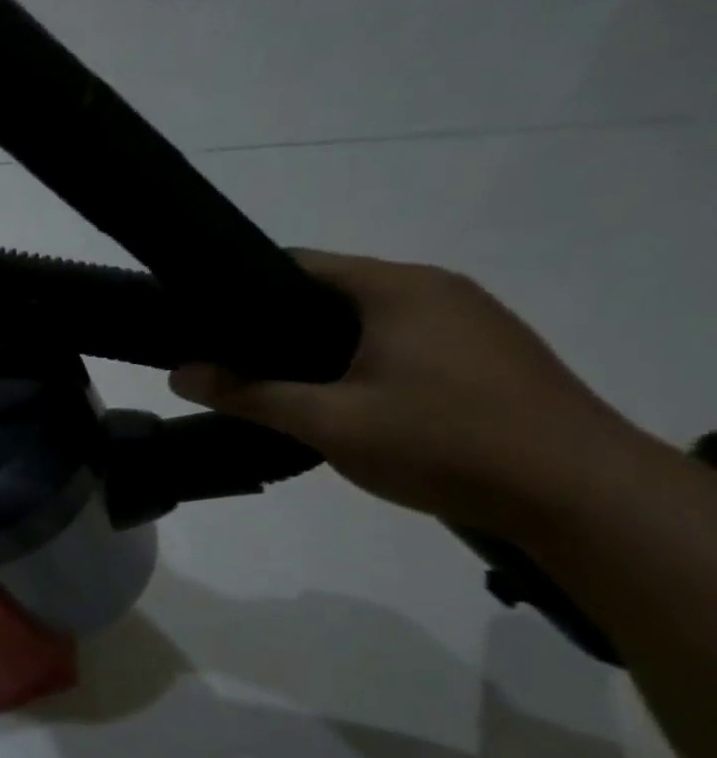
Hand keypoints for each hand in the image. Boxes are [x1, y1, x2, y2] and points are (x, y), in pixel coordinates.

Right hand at [169, 251, 650, 535]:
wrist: (578, 493)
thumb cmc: (442, 443)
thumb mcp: (328, 422)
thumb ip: (248, 395)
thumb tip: (179, 374)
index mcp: (396, 289)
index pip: (297, 263)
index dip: (240, 288)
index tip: (199, 321)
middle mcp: (434, 289)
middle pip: (330, 289)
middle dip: (273, 322)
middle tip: (225, 359)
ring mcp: (467, 319)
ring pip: (364, 318)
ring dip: (315, 345)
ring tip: (270, 382)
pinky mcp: (483, 353)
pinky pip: (398, 339)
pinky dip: (355, 358)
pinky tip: (336, 398)